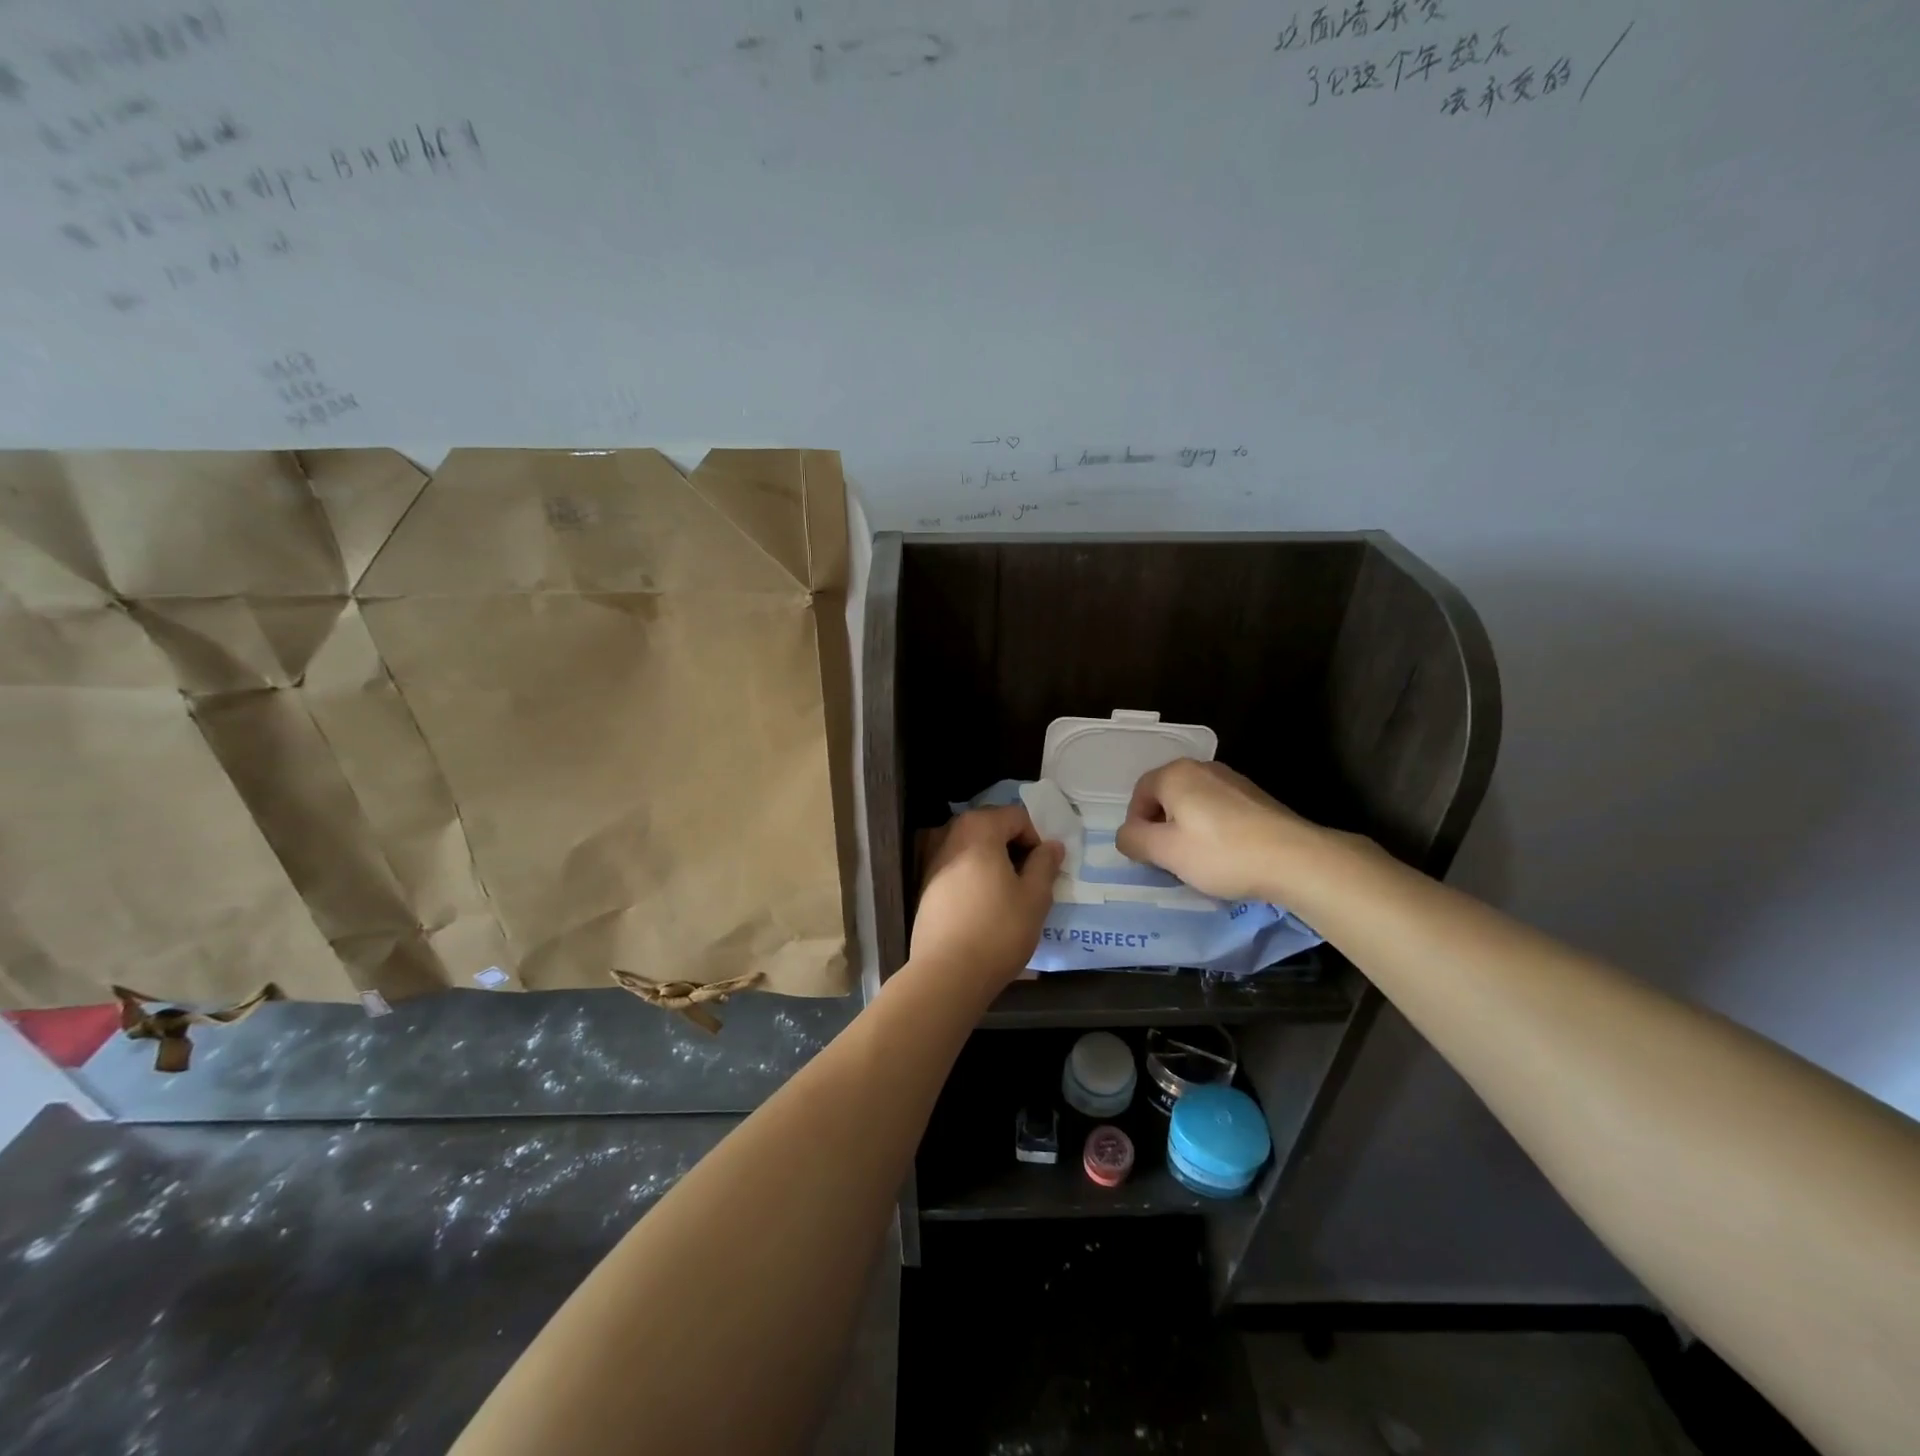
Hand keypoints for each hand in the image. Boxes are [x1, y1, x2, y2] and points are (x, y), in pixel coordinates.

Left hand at [912, 805, 1063, 988]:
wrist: (946, 973)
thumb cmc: (998, 930)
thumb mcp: (1035, 897)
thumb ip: (1045, 864)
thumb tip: (1052, 846)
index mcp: (978, 828)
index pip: (1017, 816)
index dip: (1036, 838)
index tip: (1044, 869)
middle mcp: (950, 833)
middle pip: (991, 827)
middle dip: (1014, 848)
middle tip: (1030, 880)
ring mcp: (931, 858)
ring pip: (972, 848)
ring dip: (994, 862)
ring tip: (1008, 895)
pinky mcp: (923, 883)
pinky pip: (957, 867)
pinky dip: (974, 876)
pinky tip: (984, 906)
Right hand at [1116, 759, 1317, 902]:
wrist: (1295, 859)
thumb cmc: (1221, 853)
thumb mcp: (1166, 852)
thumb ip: (1134, 840)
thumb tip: (1125, 834)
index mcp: (1176, 774)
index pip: (1139, 793)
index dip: (1135, 824)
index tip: (1146, 854)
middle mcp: (1203, 768)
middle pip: (1167, 796)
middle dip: (1161, 827)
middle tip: (1168, 859)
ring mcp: (1233, 780)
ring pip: (1194, 804)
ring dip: (1187, 829)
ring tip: (1198, 860)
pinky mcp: (1256, 797)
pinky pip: (1219, 810)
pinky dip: (1213, 830)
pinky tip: (1226, 855)